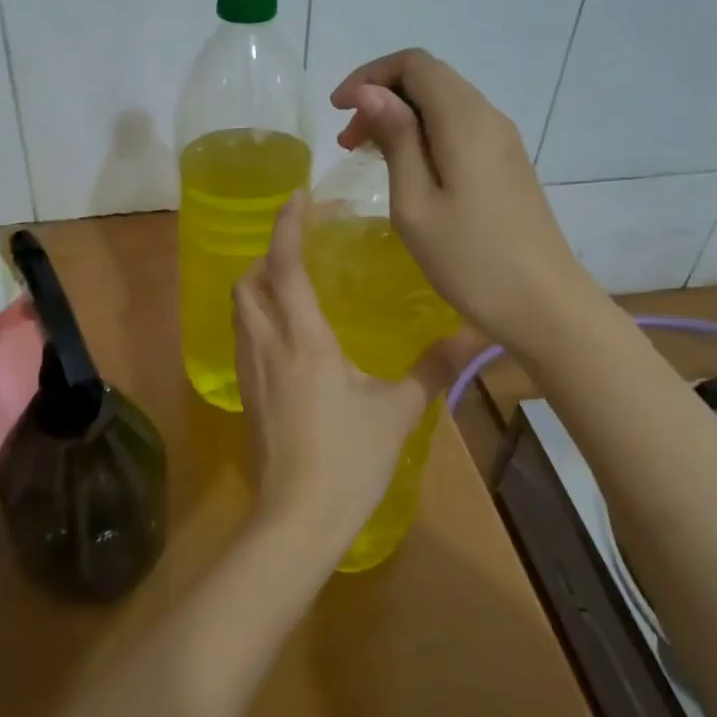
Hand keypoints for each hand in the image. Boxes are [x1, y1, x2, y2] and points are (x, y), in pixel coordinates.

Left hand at [233, 192, 456, 547]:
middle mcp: (268, 346)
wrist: (297, 520)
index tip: (299, 197)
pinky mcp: (247, 395)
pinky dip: (257, 318)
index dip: (287, 226)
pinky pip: (244, 338)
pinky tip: (287, 336)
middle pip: (247, 283)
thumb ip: (434, 369)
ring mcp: (251, 372)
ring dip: (257, 286)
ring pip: (239, 311)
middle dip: (266, 256)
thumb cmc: (349, 461)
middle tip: (299, 250)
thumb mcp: (397, 412)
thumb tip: (477, 335)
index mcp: (304, 341)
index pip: (284, 267)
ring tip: (292, 286)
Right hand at [331, 49, 588, 352]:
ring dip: (401, 118)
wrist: (543, 305)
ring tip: (367, 157)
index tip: (338, 110)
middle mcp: (488, 117)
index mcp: (464, 119)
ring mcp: (502, 141)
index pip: (414, 64)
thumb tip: (370, 91)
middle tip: (347, 143)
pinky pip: (458, 129)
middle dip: (381, 97)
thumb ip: (396, 138)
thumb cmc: (469, 258)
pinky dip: (423, 136)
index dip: (369, 76)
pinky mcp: (506, 164)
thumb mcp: (415, 201)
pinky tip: (405, 171)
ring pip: (443, 104)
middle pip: (429, 79)